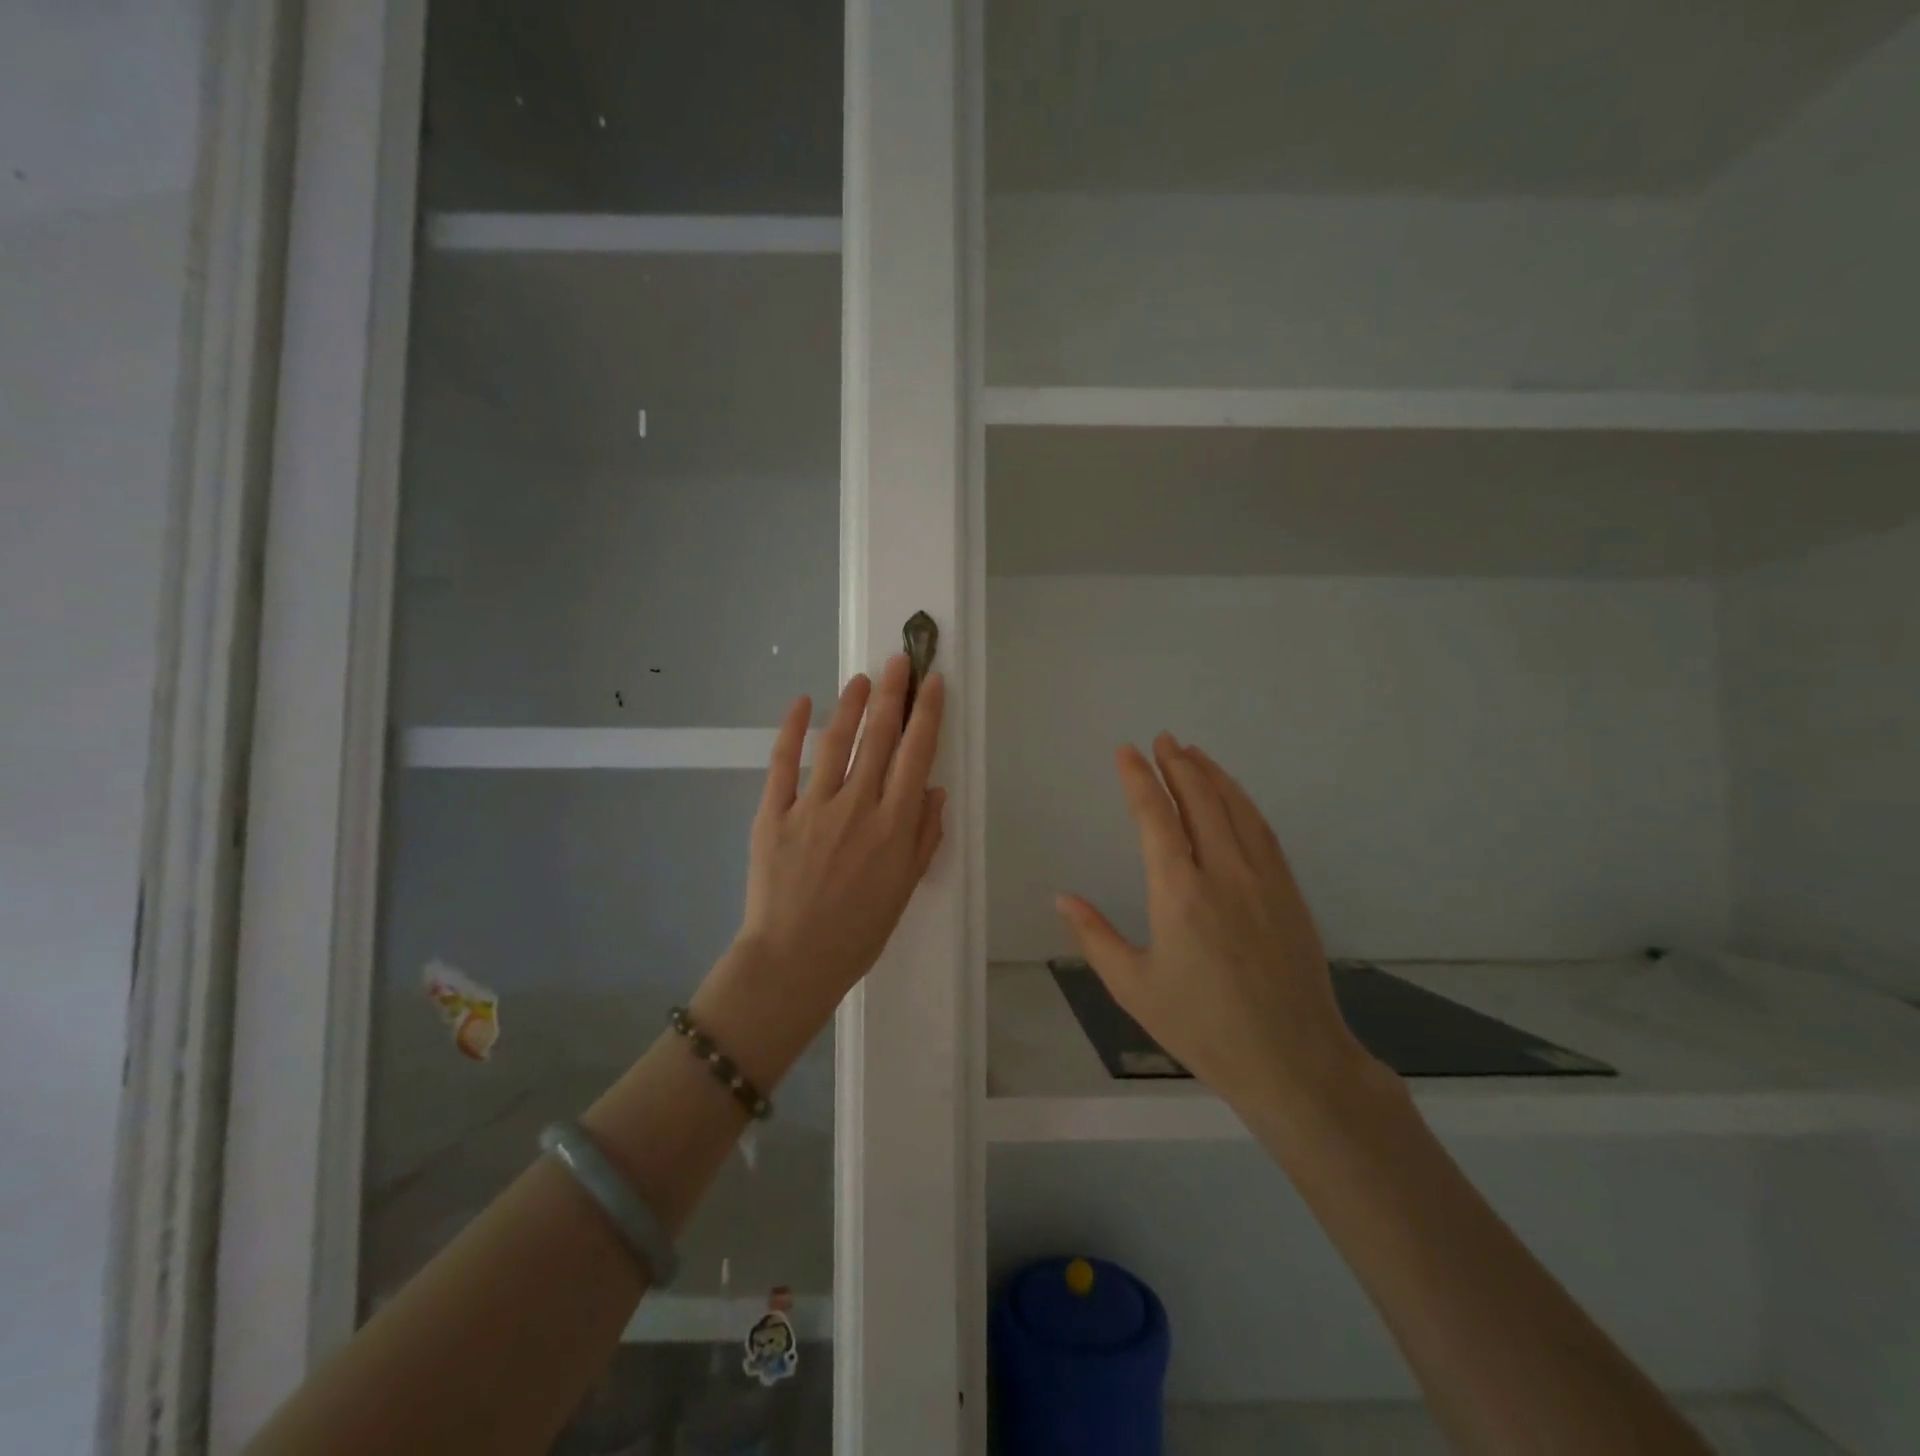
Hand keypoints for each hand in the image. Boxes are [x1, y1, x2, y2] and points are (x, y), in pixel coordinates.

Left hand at [713, 655, 945, 1057]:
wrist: (794, 961)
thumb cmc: (857, 932)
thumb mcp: (905, 889)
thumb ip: (923, 837)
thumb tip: (934, 789)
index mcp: (894, 825)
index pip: (916, 754)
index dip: (927, 713)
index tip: (933, 682)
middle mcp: (858, 805)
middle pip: (879, 737)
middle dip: (892, 693)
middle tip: (899, 659)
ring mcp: (813, 807)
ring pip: (836, 742)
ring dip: (851, 704)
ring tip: (861, 677)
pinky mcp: (774, 813)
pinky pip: (783, 763)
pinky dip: (792, 730)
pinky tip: (802, 702)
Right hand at [1056, 734, 1379, 1117]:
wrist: (1292, 1059)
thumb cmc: (1202, 1027)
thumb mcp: (1133, 987)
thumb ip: (1094, 936)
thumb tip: (1061, 897)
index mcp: (1179, 892)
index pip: (1155, 817)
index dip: (1138, 779)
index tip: (1126, 751)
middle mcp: (1223, 872)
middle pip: (1199, 800)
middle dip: (1177, 764)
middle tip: (1161, 738)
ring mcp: (1263, 878)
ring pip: (1235, 808)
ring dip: (1211, 775)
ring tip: (1192, 752)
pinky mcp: (1288, 890)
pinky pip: (1262, 830)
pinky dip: (1243, 802)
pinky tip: (1233, 797)